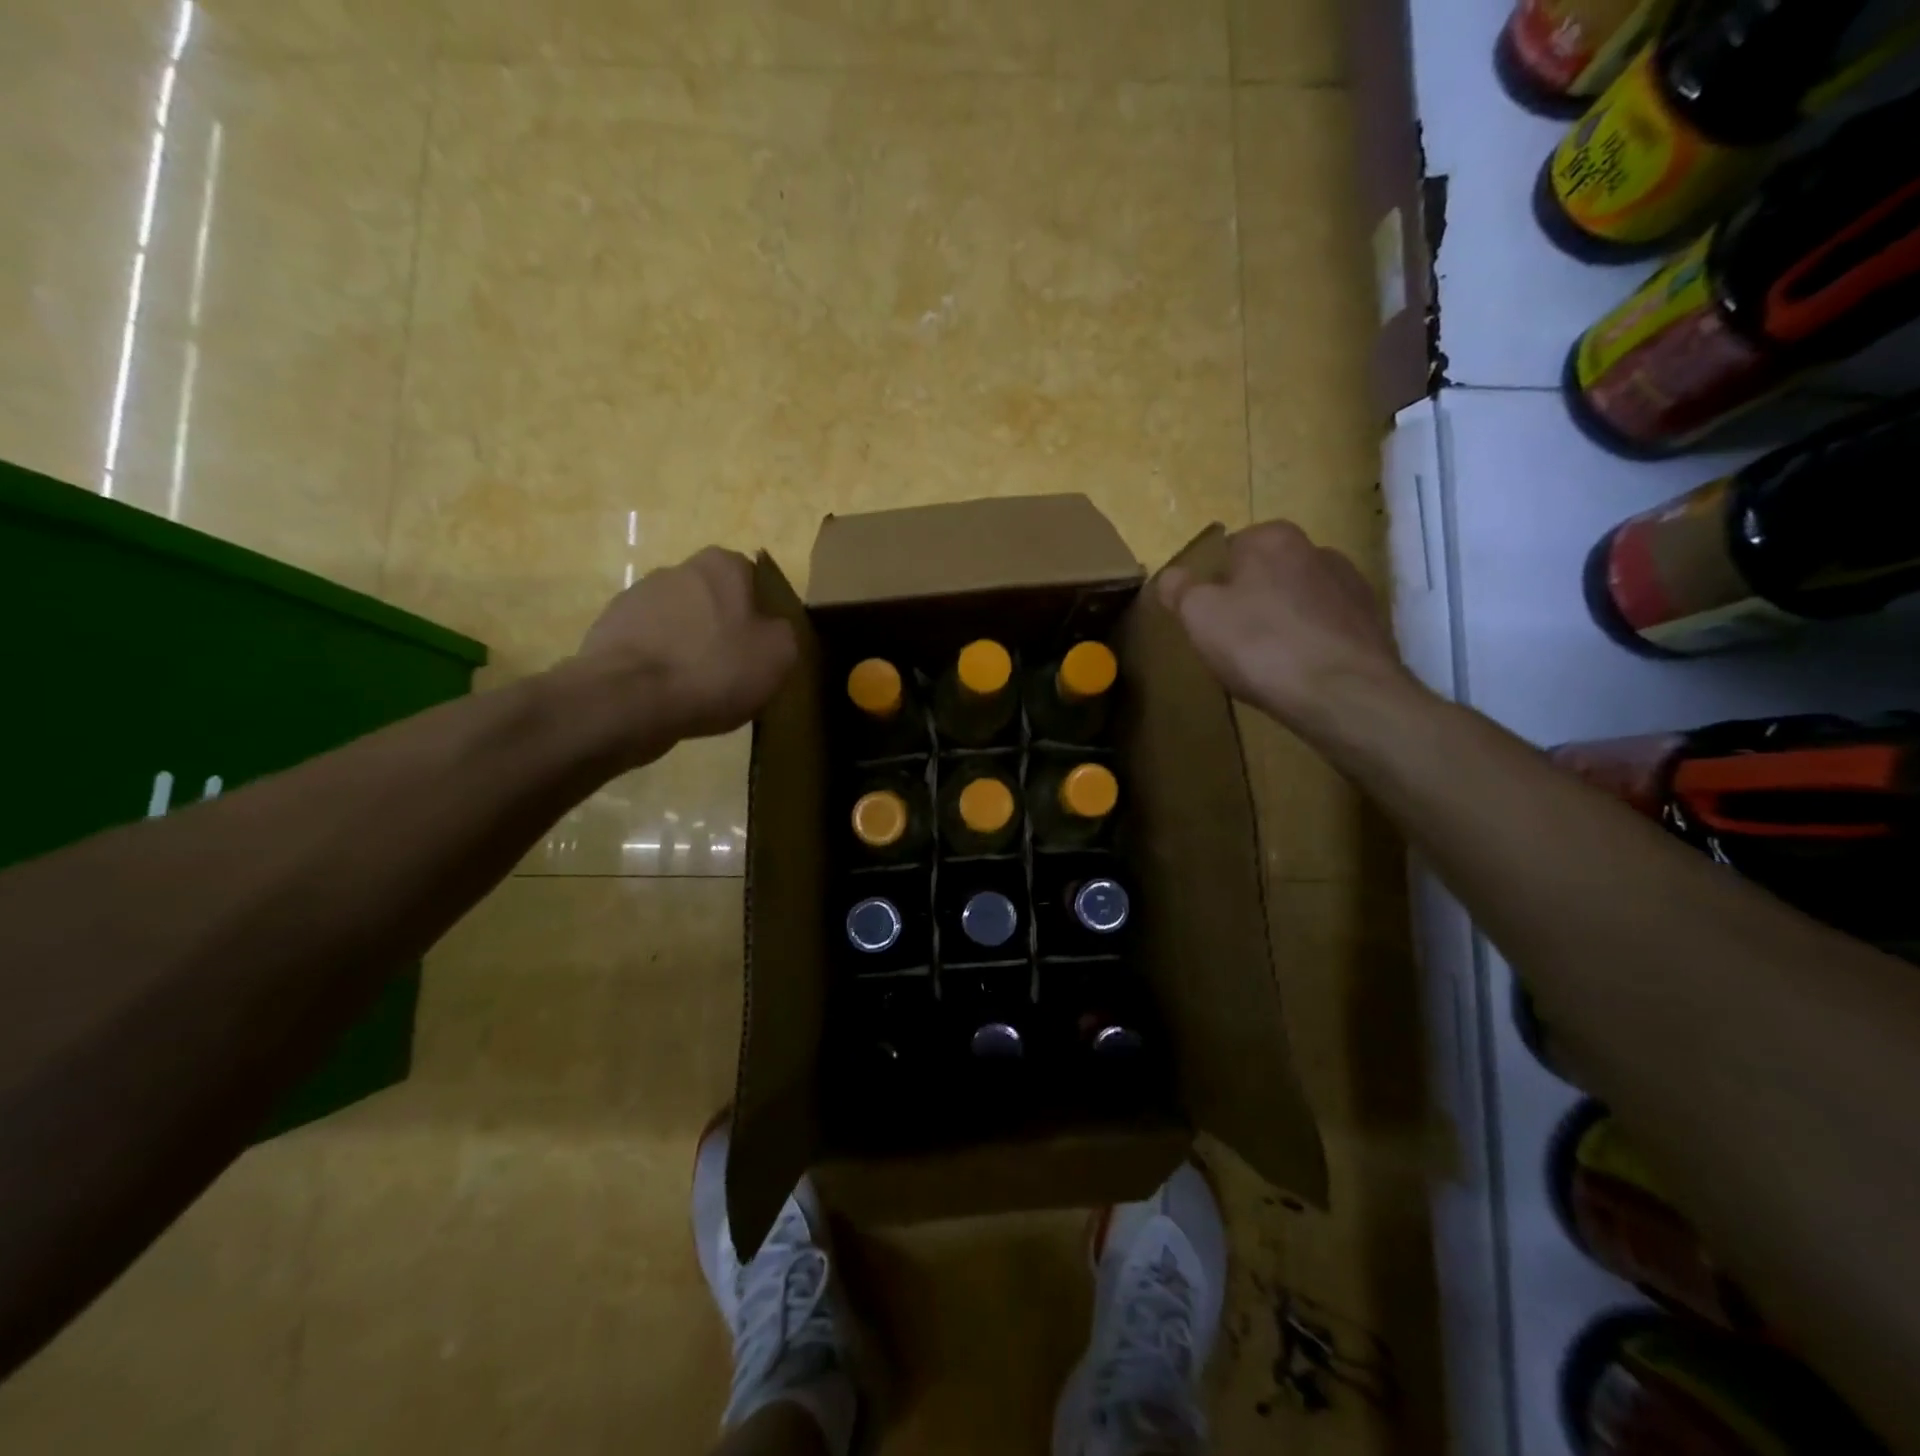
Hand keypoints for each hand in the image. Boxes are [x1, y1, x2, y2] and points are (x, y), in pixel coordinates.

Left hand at [575, 547, 797, 745]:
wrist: (628, 699)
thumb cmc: (714, 669)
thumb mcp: (778, 654)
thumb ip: (783, 632)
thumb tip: (771, 629)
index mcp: (721, 565)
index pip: (751, 578)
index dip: (760, 612)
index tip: (763, 646)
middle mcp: (675, 569)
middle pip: (712, 599)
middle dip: (721, 627)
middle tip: (734, 668)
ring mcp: (635, 598)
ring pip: (678, 622)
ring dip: (688, 646)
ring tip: (698, 689)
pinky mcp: (608, 630)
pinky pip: (648, 647)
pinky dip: (660, 665)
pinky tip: (668, 695)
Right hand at [1158, 521, 1409, 739]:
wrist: (1342, 693)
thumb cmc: (1260, 644)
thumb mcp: (1198, 615)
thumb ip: (1179, 589)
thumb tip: (1171, 576)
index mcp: (1272, 538)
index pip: (1230, 550)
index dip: (1213, 584)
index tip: (1207, 617)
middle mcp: (1317, 549)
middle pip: (1267, 575)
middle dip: (1250, 601)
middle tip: (1231, 642)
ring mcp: (1351, 586)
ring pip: (1298, 601)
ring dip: (1282, 622)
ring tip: (1267, 664)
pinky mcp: (1372, 623)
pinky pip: (1325, 628)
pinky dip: (1310, 644)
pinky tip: (1298, 673)